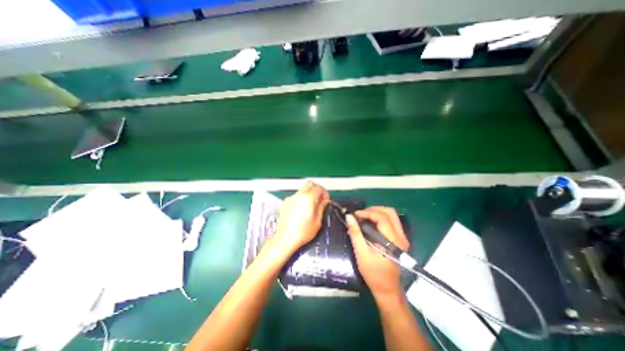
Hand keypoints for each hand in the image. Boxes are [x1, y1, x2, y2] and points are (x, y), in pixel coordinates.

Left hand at [269, 180, 331, 257]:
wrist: (285, 239)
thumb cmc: (301, 232)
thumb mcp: (317, 221)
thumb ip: (321, 208)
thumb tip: (324, 201)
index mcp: (308, 198)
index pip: (319, 188)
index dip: (324, 193)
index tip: (326, 199)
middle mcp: (298, 196)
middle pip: (309, 184)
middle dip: (316, 189)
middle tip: (320, 198)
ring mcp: (290, 198)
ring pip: (302, 189)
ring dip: (308, 193)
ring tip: (311, 205)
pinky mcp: (285, 203)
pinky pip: (295, 196)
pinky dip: (300, 199)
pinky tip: (301, 209)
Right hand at [346, 207, 410, 305]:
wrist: (387, 288)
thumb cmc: (373, 273)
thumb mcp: (361, 253)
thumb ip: (355, 233)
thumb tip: (349, 217)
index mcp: (393, 241)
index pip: (382, 218)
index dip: (367, 213)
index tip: (355, 215)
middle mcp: (401, 236)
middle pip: (390, 212)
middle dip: (373, 209)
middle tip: (360, 214)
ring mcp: (402, 237)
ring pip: (391, 215)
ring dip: (376, 212)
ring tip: (364, 217)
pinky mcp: (399, 239)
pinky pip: (391, 221)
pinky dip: (379, 218)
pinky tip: (370, 223)